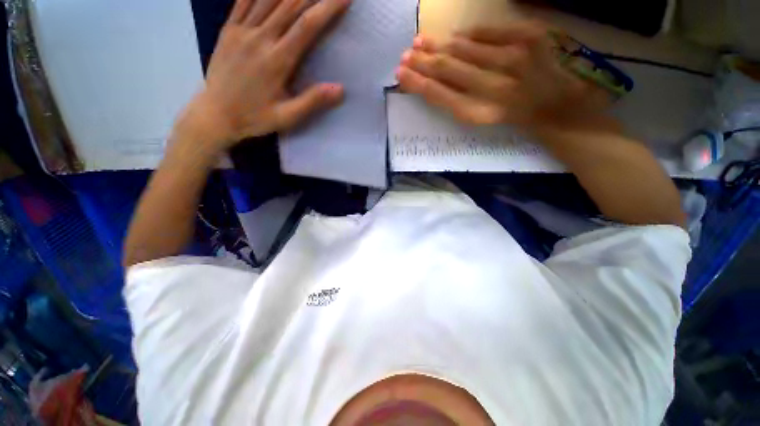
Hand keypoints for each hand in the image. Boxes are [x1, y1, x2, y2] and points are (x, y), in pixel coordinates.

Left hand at [180, 0, 350, 149]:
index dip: (327, 8)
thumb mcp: (288, 117)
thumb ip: (312, 101)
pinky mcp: (229, 29)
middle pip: (290, 5)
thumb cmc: (255, 117)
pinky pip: (244, 0)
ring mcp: (241, 31)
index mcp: (277, 60)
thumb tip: (340, 89)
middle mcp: (260, 38)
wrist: (215, 115)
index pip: (307, 26)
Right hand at [397, 21, 610, 133]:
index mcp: (479, 113)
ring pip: (464, 47)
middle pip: (448, 68)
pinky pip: (488, 30)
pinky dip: (468, 33)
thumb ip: (454, 101)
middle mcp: (494, 87)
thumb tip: (429, 80)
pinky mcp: (529, 37)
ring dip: (438, 44)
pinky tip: (455, 37)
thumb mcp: (480, 119)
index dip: (417, 83)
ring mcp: (514, 58)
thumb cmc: (511, 118)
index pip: (439, 94)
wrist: (556, 105)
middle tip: (405, 55)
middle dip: (422, 61)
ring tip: (421, 42)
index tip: (401, 74)